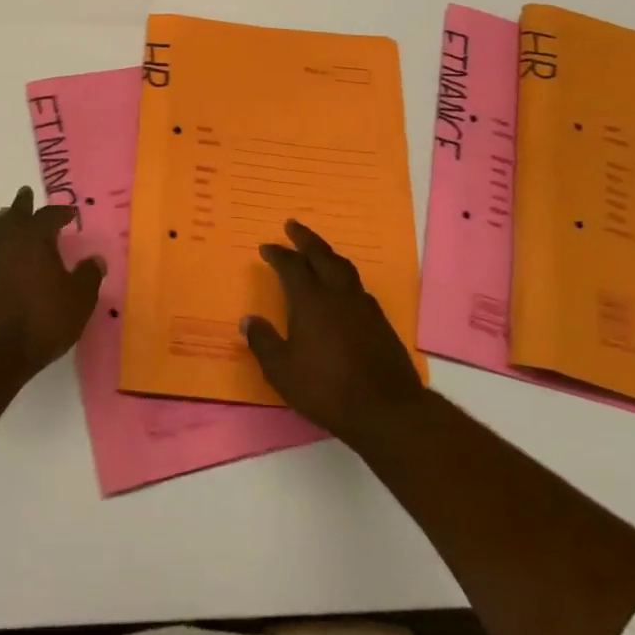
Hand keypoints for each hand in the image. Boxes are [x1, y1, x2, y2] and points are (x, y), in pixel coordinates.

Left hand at [0, 186, 103, 395]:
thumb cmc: (41, 323)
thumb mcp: (79, 301)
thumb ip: (89, 276)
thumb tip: (95, 259)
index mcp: (34, 241)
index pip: (48, 217)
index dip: (59, 213)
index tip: (69, 213)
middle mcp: (6, 245)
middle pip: (13, 217)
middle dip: (22, 205)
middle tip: (25, 193)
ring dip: (3, 226)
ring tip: (6, 220)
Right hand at [242, 220, 425, 445]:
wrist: (387, 408)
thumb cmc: (326, 388)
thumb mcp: (282, 371)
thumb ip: (263, 342)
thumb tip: (248, 320)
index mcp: (310, 300)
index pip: (291, 266)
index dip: (278, 254)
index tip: (266, 247)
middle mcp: (337, 293)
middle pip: (321, 255)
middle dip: (305, 238)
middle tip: (292, 226)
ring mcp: (362, 305)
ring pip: (343, 267)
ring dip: (327, 254)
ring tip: (318, 250)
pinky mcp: (380, 320)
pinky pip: (357, 285)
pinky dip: (344, 276)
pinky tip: (342, 288)